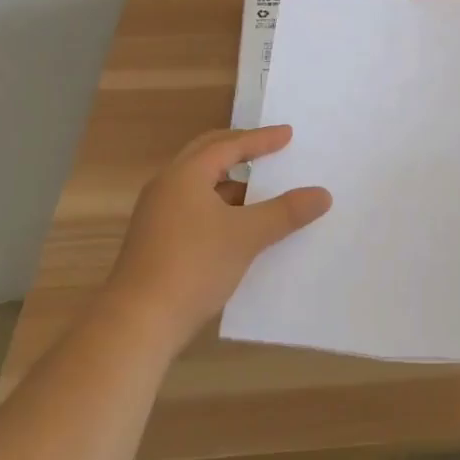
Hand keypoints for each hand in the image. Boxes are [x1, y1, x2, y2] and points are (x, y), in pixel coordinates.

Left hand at [103, 125, 331, 352]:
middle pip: (207, 155)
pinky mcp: (153, 241)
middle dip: (240, 151)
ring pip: (198, 184)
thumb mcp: (247, 236)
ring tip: (259, 193)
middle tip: (268, 150)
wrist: (136, 324)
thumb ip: (286, 212)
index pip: (229, 145)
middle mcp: (167, 185)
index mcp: (186, 174)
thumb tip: (323, 194)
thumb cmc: (194, 266)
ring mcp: (156, 214)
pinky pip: (192, 207)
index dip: (261, 140)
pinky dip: (217, 206)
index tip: (288, 135)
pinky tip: (236, 228)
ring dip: (229, 183)